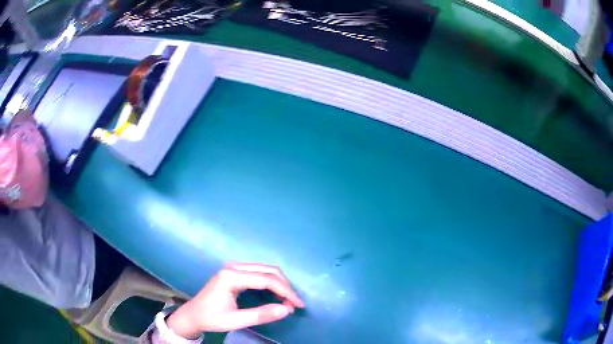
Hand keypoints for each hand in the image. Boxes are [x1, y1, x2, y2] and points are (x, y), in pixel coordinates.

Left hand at [166, 262, 304, 338]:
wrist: (193, 315)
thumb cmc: (212, 318)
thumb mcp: (236, 321)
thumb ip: (261, 315)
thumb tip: (287, 310)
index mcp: (231, 277)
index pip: (266, 280)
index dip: (286, 291)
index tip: (299, 305)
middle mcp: (233, 267)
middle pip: (268, 270)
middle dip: (285, 286)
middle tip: (295, 304)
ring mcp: (233, 267)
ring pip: (265, 270)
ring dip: (280, 284)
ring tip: (288, 301)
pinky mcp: (234, 272)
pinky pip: (259, 273)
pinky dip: (271, 283)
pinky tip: (276, 294)